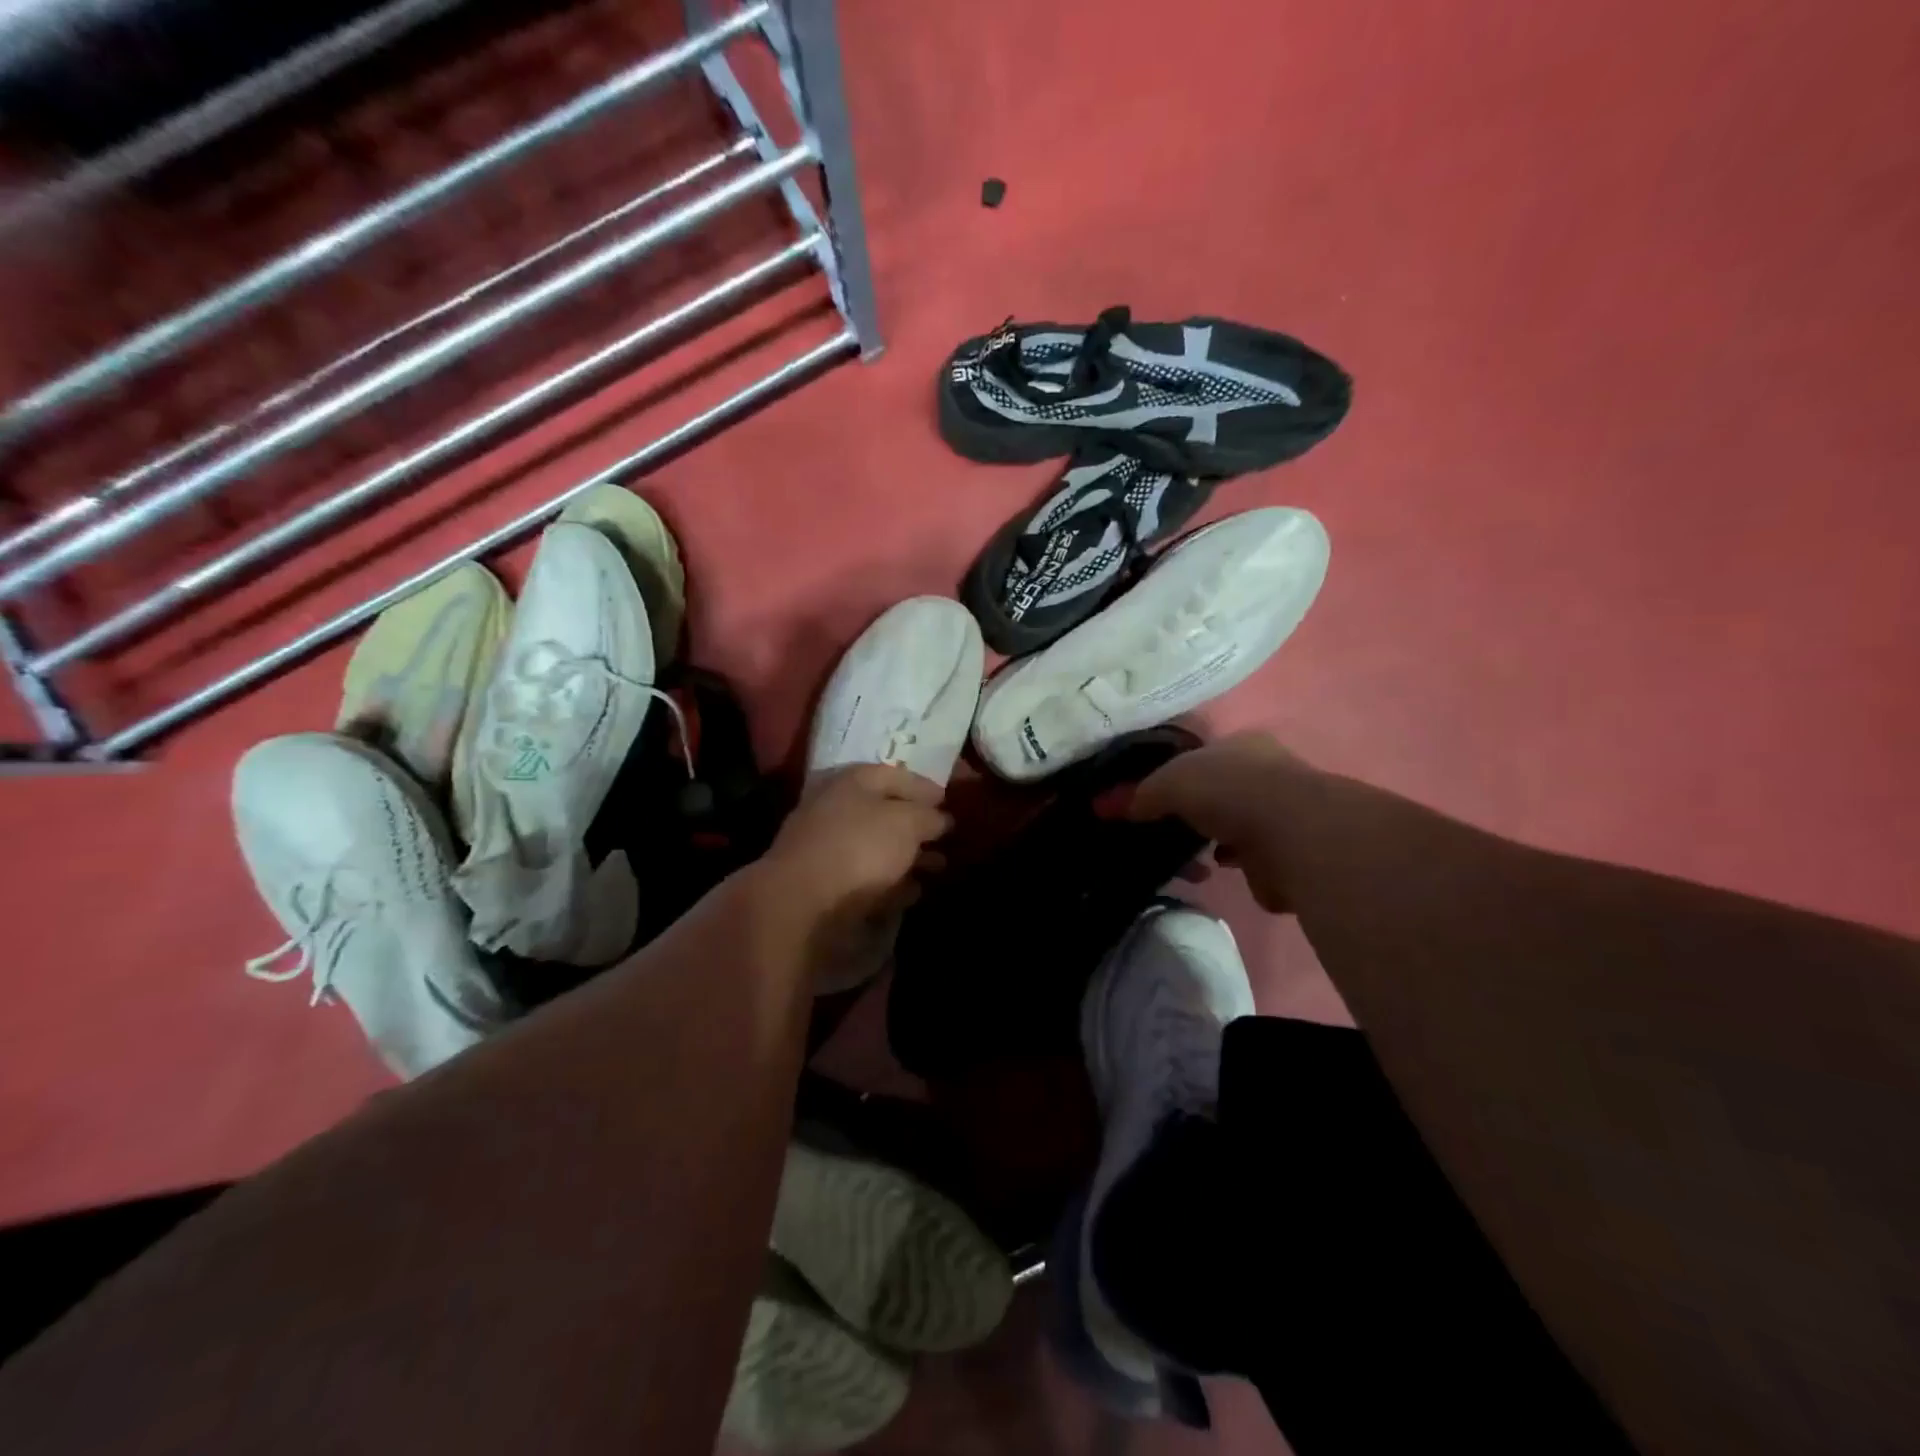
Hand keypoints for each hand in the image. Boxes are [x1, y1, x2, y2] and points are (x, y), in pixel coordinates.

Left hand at [757, 764, 951, 975]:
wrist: (802, 906)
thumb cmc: (859, 848)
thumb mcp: (906, 822)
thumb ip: (929, 817)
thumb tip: (942, 819)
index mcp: (850, 782)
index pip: (894, 775)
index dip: (924, 786)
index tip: (948, 801)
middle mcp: (836, 810)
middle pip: (884, 813)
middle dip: (918, 826)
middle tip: (948, 838)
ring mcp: (828, 851)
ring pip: (877, 849)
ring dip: (908, 858)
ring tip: (939, 868)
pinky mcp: (827, 888)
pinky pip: (868, 880)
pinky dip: (891, 884)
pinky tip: (914, 892)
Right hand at [1129, 732, 1311, 911]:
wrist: (1291, 834)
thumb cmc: (1227, 790)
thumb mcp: (1169, 782)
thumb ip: (1139, 794)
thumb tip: (1104, 806)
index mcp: (1240, 743)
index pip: (1202, 754)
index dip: (1173, 773)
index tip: (1150, 797)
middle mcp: (1266, 771)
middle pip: (1218, 790)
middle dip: (1192, 810)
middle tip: (1163, 828)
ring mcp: (1281, 812)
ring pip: (1234, 825)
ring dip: (1212, 839)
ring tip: (1186, 857)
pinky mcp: (1289, 851)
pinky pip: (1249, 858)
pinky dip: (1231, 864)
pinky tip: (1212, 870)